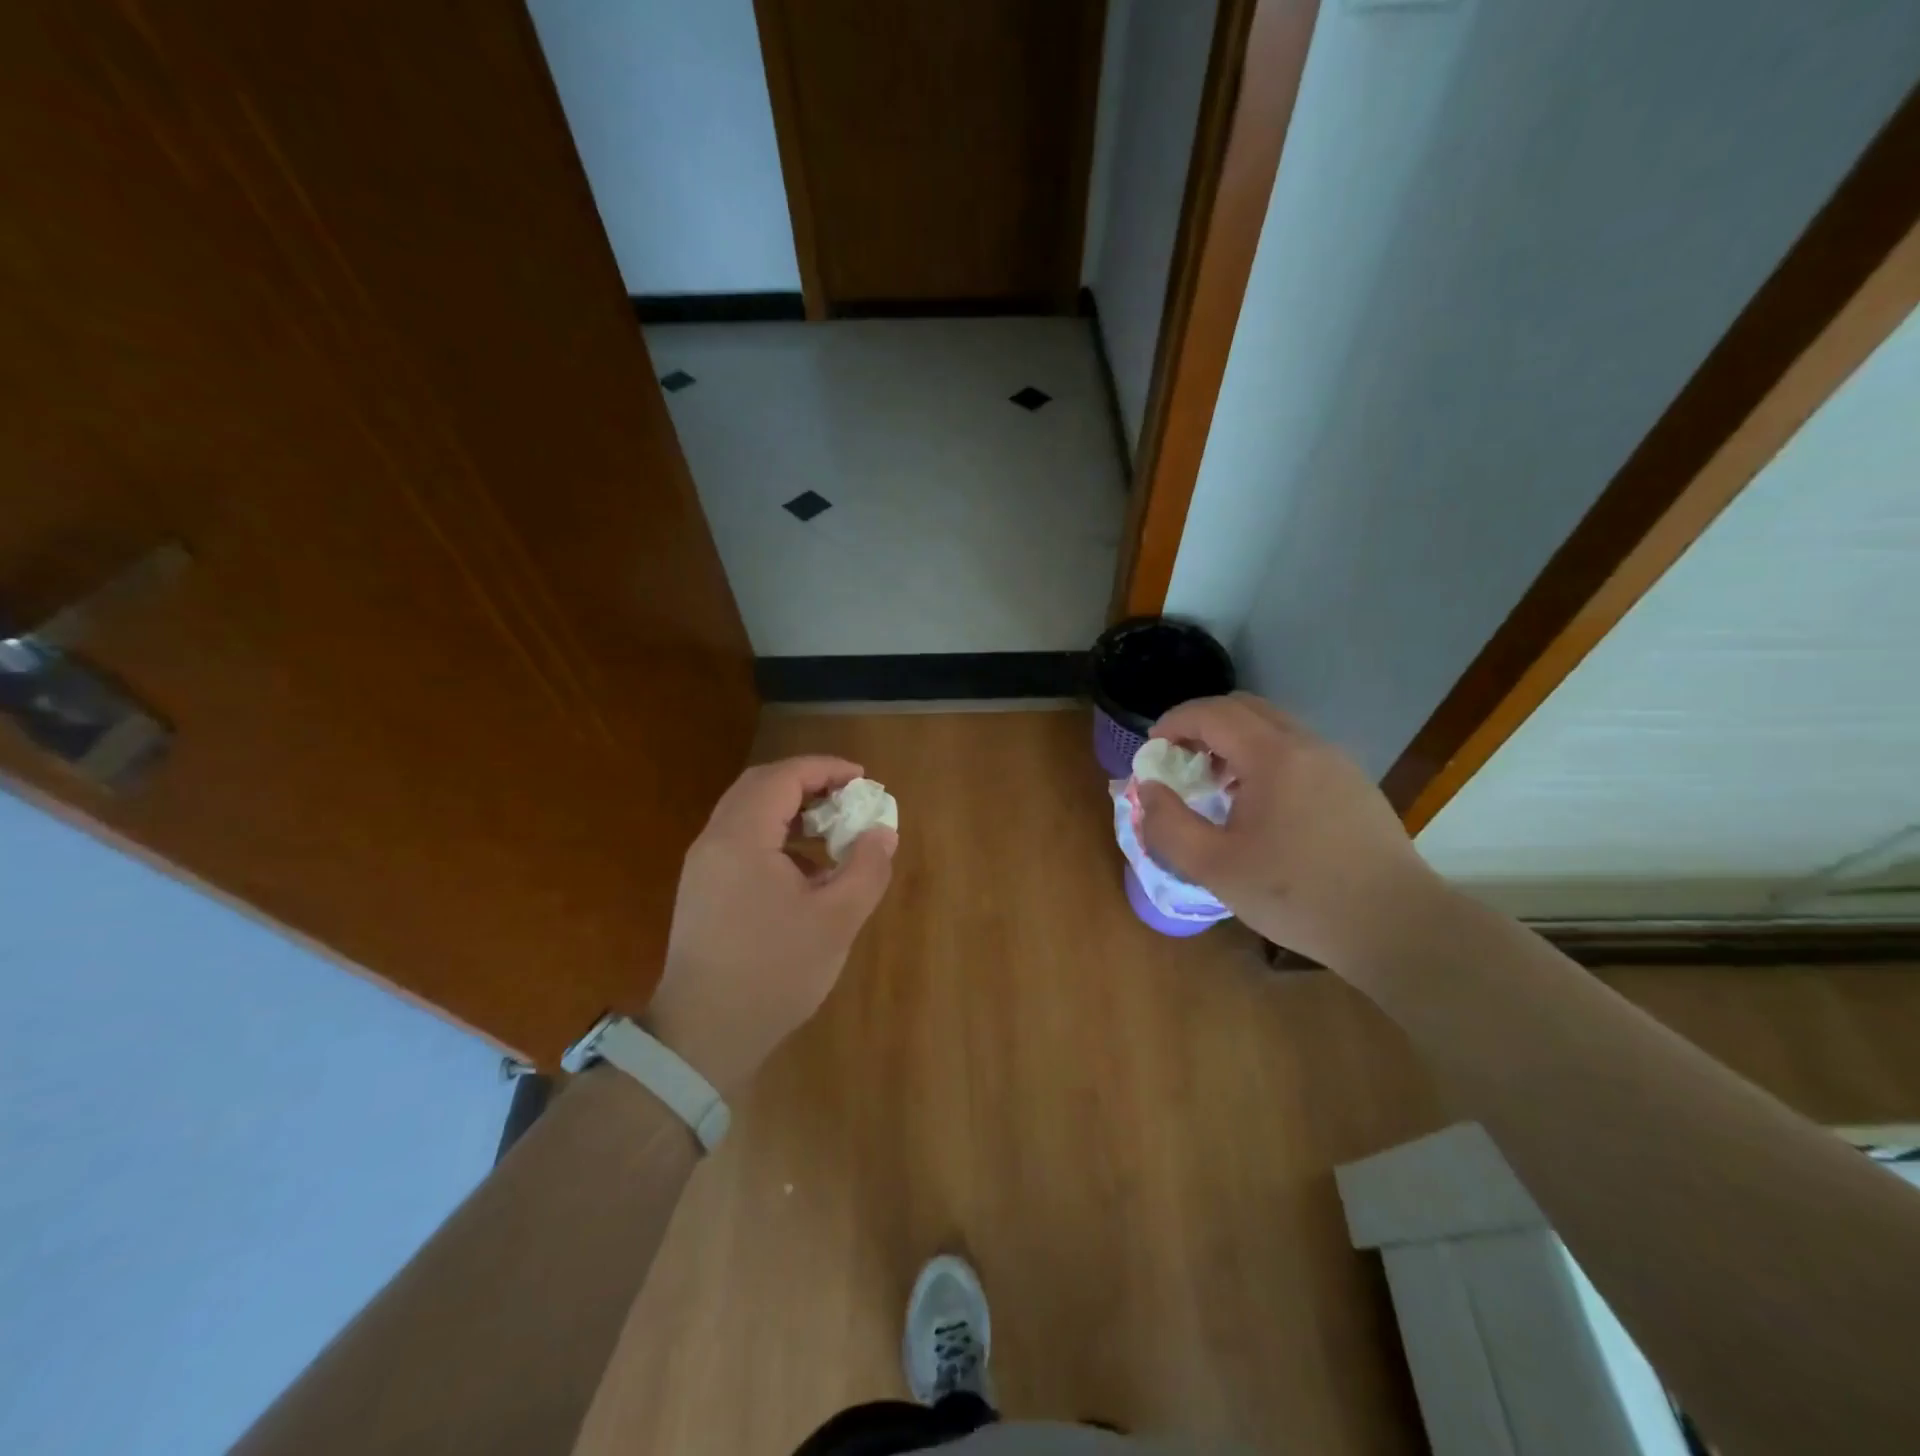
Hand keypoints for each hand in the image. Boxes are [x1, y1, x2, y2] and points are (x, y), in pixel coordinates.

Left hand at [645, 756, 896, 1092]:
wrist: (703, 1035)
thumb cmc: (773, 973)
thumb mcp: (836, 921)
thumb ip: (866, 869)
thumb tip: (881, 832)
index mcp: (741, 839)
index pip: (782, 778)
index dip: (825, 769)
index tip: (862, 779)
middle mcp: (714, 842)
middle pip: (760, 787)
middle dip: (807, 783)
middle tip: (847, 797)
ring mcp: (703, 867)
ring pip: (748, 814)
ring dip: (791, 810)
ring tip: (832, 830)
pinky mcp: (703, 891)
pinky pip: (741, 842)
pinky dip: (776, 837)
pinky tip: (806, 870)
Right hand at [1137, 694, 1438, 968]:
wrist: (1396, 926)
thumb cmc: (1297, 895)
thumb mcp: (1215, 867)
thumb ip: (1168, 825)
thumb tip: (1149, 790)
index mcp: (1273, 755)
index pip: (1212, 713)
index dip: (1173, 723)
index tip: (1152, 752)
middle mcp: (1307, 744)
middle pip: (1244, 708)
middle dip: (1202, 726)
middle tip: (1179, 762)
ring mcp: (1336, 761)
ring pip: (1273, 727)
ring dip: (1233, 742)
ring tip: (1216, 786)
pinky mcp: (1353, 784)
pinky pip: (1297, 750)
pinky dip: (1263, 758)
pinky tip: (1259, 806)